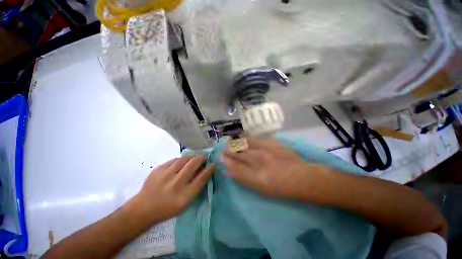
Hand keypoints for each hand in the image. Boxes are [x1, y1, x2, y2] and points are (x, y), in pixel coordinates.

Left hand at [133, 155, 214, 222]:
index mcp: (184, 196)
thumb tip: (204, 171)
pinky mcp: (158, 169)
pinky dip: (181, 159)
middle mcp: (176, 184)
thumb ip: (196, 187)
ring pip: (184, 158)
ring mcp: (165, 175)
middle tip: (205, 157)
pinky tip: (183, 161)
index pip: (202, 178)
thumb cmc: (168, 208)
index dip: (210, 169)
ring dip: (193, 156)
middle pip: (194, 164)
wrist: (143, 209)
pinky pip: (174, 160)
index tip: (213, 164)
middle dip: (202, 158)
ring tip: (195, 157)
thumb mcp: (185, 203)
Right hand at [221, 137, 324, 199]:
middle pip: (238, 151)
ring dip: (237, 142)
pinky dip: (247, 137)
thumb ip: (243, 177)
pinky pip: (255, 137)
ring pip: (245, 142)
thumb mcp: (259, 187)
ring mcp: (265, 149)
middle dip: (229, 149)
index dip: (225, 159)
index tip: (220, 156)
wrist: (301, 176)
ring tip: (232, 142)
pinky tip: (244, 137)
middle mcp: (258, 159)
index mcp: (255, 174)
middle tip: (224, 148)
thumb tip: (230, 168)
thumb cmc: (280, 186)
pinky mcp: (272, 142)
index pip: (234, 165)